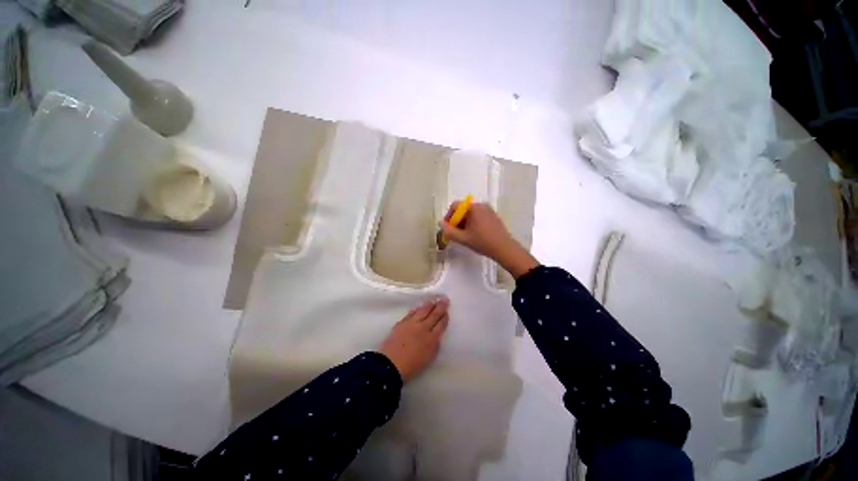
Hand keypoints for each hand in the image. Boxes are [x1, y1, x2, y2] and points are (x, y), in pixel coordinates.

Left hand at [379, 297, 449, 381]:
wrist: (390, 364)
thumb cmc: (411, 366)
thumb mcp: (428, 358)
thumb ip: (434, 345)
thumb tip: (436, 334)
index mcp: (432, 338)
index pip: (441, 324)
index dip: (444, 317)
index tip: (447, 311)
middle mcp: (423, 328)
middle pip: (434, 314)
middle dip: (440, 306)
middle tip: (444, 299)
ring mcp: (412, 323)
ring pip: (423, 310)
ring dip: (429, 304)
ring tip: (434, 300)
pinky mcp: (402, 322)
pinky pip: (412, 313)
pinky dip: (417, 309)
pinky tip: (419, 307)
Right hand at [440, 202, 538, 278]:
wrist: (504, 248)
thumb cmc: (482, 242)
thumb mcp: (463, 238)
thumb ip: (449, 231)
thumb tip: (441, 224)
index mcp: (473, 208)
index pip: (455, 206)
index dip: (448, 216)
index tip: (447, 228)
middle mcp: (481, 205)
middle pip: (463, 209)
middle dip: (456, 221)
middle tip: (455, 233)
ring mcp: (488, 210)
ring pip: (470, 213)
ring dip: (464, 222)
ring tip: (464, 235)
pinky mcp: (493, 216)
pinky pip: (478, 216)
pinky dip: (472, 222)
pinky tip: (474, 234)